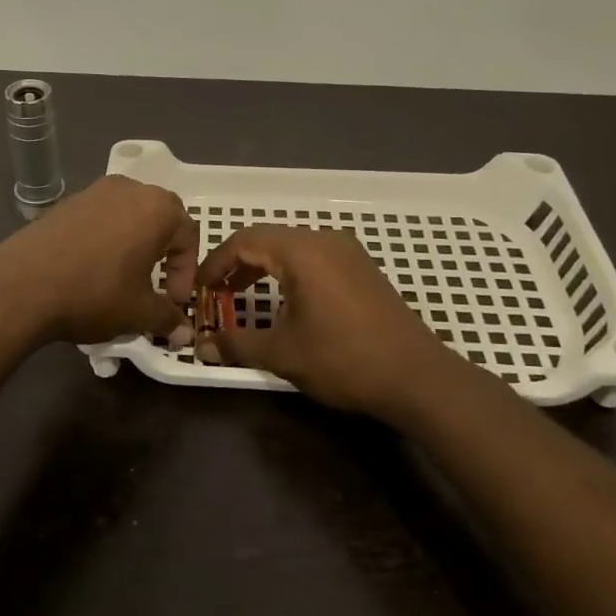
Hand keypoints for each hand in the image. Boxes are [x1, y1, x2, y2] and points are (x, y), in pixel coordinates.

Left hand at [0, 176, 198, 345]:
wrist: (22, 286)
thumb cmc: (95, 294)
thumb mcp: (138, 312)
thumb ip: (167, 318)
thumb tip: (183, 333)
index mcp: (157, 208)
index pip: (188, 236)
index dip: (186, 273)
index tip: (173, 302)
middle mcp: (129, 189)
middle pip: (160, 217)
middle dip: (164, 252)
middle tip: (155, 284)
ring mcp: (93, 191)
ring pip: (128, 215)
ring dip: (134, 243)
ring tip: (124, 276)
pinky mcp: (65, 203)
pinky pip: (99, 218)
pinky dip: (105, 239)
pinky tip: (91, 268)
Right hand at [196, 225, 495, 420]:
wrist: (417, 377)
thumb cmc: (343, 359)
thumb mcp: (282, 353)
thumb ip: (237, 344)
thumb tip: (202, 347)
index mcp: (301, 251)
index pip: (244, 240)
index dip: (215, 263)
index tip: (199, 289)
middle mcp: (324, 240)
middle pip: (267, 239)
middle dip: (236, 264)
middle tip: (217, 294)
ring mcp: (348, 252)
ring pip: (292, 247)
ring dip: (263, 267)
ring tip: (243, 297)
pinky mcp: (362, 268)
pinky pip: (314, 258)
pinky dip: (289, 272)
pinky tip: (286, 301)